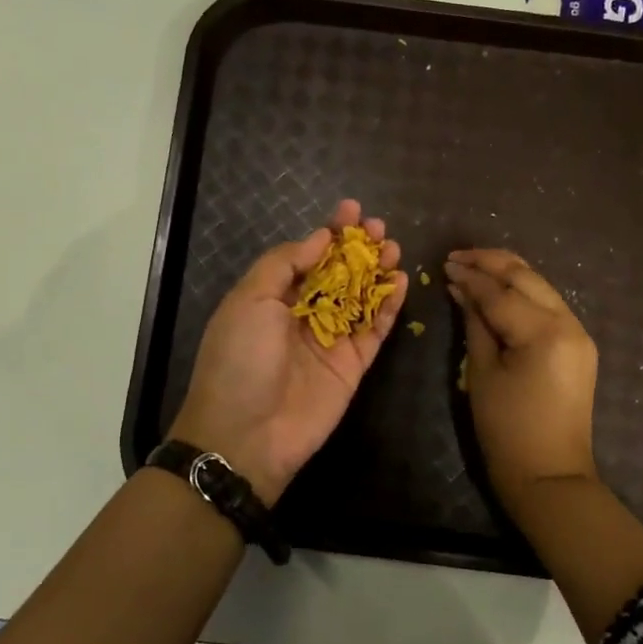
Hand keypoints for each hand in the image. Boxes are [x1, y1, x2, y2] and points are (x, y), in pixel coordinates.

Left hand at [170, 200, 407, 505]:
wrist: (247, 434)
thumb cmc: (240, 358)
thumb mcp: (249, 299)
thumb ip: (285, 264)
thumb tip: (318, 237)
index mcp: (273, 297)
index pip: (307, 256)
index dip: (329, 232)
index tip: (350, 209)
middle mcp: (303, 315)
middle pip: (339, 273)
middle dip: (358, 248)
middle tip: (379, 226)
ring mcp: (330, 340)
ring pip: (361, 298)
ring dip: (378, 271)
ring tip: (393, 247)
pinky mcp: (353, 365)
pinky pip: (375, 330)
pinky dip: (390, 306)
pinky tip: (402, 280)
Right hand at [445, 248, 598, 503]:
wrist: (549, 475)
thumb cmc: (506, 430)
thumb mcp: (481, 374)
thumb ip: (475, 324)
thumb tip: (462, 290)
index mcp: (544, 333)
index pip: (500, 293)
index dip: (470, 277)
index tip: (445, 264)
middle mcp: (569, 323)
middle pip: (527, 278)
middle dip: (491, 263)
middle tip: (458, 256)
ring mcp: (579, 333)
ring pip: (541, 286)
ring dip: (508, 274)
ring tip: (474, 265)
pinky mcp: (578, 345)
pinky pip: (548, 306)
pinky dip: (523, 294)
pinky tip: (499, 290)